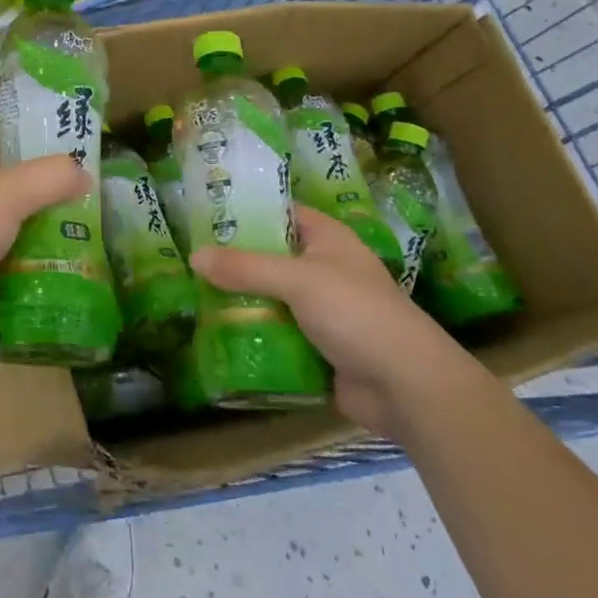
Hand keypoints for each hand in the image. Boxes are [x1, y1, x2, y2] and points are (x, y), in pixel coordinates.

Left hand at [0, 79, 89, 357]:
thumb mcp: (8, 192)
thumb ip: (52, 176)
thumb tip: (85, 175)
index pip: (3, 129)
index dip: (38, 131)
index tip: (81, 142)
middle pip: (13, 176)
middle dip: (50, 185)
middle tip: (95, 190)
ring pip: (14, 218)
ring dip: (46, 225)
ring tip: (93, 228)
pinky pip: (9, 254)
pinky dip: (34, 259)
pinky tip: (70, 263)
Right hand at [191, 207, 468, 434]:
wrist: (407, 386)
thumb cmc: (356, 313)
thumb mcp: (297, 280)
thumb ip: (245, 268)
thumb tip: (194, 256)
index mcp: (328, 239)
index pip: (281, 212)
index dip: (247, 211)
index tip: (205, 215)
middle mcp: (325, 268)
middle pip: (271, 257)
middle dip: (235, 261)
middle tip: (190, 259)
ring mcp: (323, 310)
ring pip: (271, 297)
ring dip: (241, 301)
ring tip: (193, 297)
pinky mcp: (318, 347)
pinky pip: (278, 333)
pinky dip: (255, 334)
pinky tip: (219, 335)